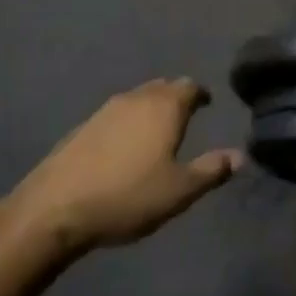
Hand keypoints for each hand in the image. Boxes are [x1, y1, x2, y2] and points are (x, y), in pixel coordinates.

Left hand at [8, 78, 242, 254]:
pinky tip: (125, 145)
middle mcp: (136, 99)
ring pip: (137, 98)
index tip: (207, 103)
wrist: (55, 208)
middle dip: (176, 96)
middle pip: (162, 87)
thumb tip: (240, 155)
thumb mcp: (179, 191)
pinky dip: (128, 122)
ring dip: (150, 108)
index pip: (189, 86)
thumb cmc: (128, 197)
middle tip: (186, 114)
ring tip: (158, 130)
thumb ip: (211, 170)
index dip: (201, 94)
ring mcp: (105, 110)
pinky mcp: (82, 127)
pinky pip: (116, 114)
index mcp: (164, 107)